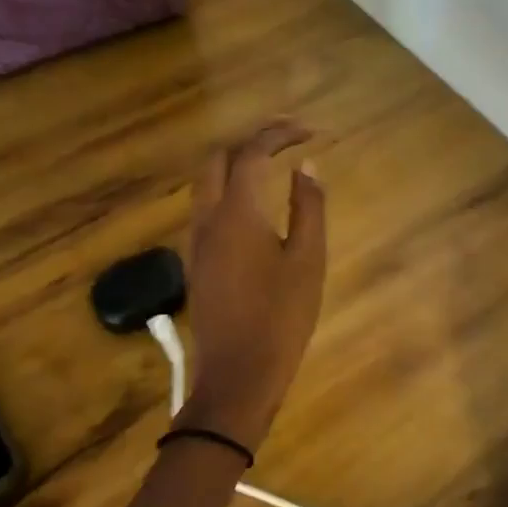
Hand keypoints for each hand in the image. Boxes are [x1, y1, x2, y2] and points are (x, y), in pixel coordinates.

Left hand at [180, 120, 326, 450]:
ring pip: (207, 182)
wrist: (238, 375)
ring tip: (272, 162)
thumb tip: (306, 167)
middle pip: (218, 159)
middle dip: (251, 139)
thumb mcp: (308, 260)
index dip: (279, 134)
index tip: (310, 132)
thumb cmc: (281, 317)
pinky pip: (207, 206)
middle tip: (287, 138)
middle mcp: (208, 218)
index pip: (252, 154)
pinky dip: (230, 188)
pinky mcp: (197, 260)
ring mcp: (197, 240)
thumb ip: (309, 207)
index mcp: (237, 214)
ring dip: (236, 162)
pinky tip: (256, 202)